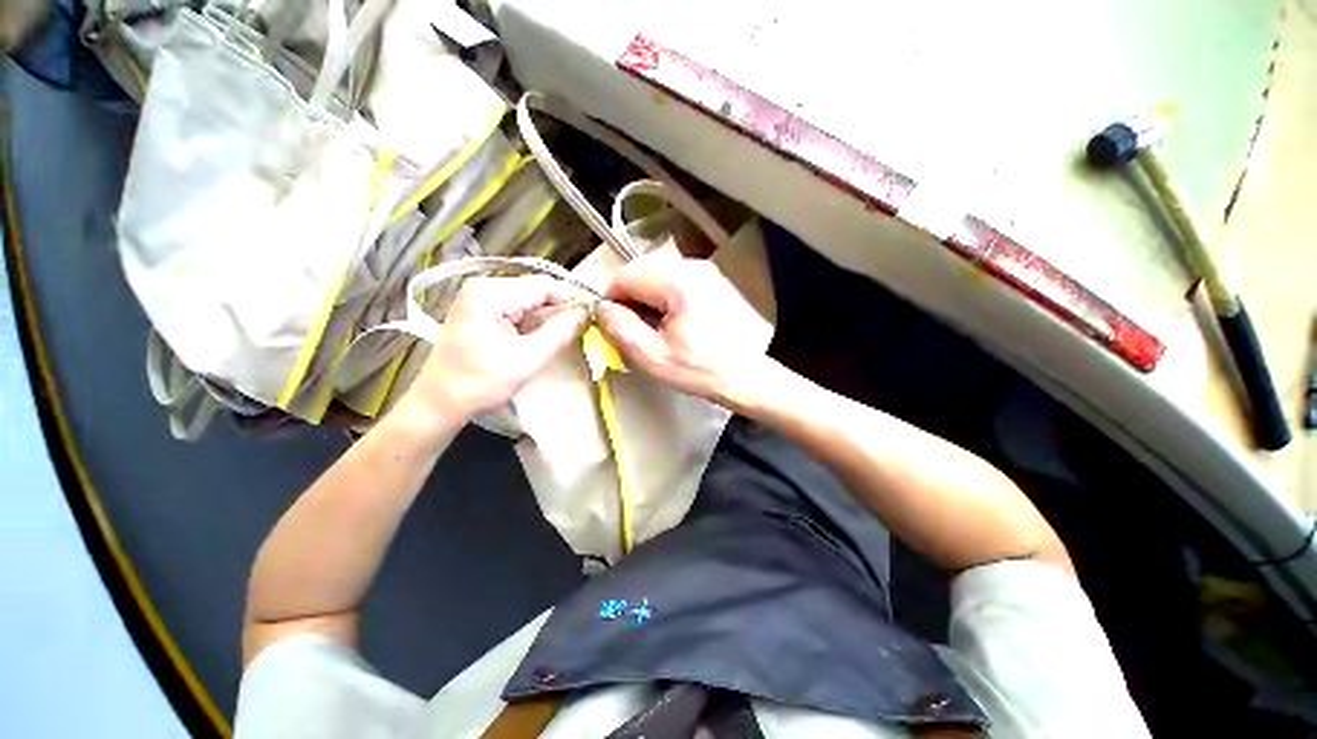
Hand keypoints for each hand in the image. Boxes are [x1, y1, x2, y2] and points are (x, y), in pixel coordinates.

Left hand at [406, 276, 588, 420]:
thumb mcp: (526, 360)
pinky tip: (546, 336)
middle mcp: (483, 287)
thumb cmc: (479, 384)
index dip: (571, 300)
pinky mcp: (482, 311)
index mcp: (489, 294)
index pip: (544, 286)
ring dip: (550, 317)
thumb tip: (585, 313)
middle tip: (583, 329)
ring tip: (568, 334)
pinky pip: (519, 309)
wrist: (438, 403)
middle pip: (537, 291)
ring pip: (530, 301)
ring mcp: (480, 298)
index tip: (593, 317)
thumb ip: (559, 333)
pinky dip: (536, 322)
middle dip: (561, 309)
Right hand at [597, 254, 771, 408]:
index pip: (625, 275)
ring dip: (645, 295)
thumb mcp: (653, 357)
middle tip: (630, 325)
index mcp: (678, 283)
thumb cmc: (700, 370)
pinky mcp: (712, 279)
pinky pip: (674, 277)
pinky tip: (670, 318)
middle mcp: (693, 266)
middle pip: (641, 269)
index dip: (610, 297)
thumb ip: (621, 329)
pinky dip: (663, 294)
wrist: (746, 374)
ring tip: (651, 325)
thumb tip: (602, 308)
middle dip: (628, 295)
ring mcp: (705, 270)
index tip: (611, 322)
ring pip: (656, 272)